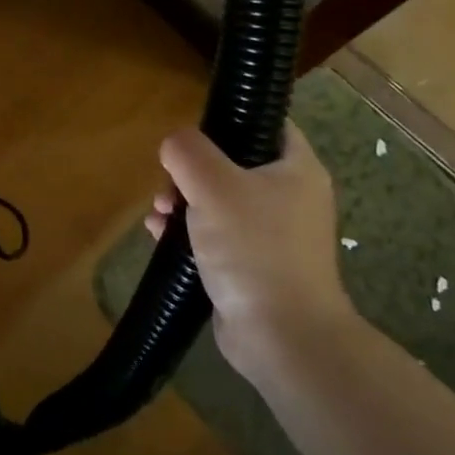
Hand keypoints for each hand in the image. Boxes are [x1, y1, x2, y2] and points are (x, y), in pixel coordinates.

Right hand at [146, 122, 355, 385]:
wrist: (282, 335)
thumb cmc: (255, 248)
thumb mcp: (214, 186)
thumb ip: (188, 152)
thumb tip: (174, 143)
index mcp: (296, 168)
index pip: (265, 124)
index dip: (229, 119)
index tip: (192, 132)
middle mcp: (289, 197)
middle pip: (232, 164)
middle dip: (191, 171)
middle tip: (168, 185)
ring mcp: (272, 234)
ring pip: (218, 201)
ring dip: (182, 202)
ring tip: (158, 214)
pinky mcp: (253, 265)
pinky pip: (216, 235)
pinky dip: (188, 232)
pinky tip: (160, 236)